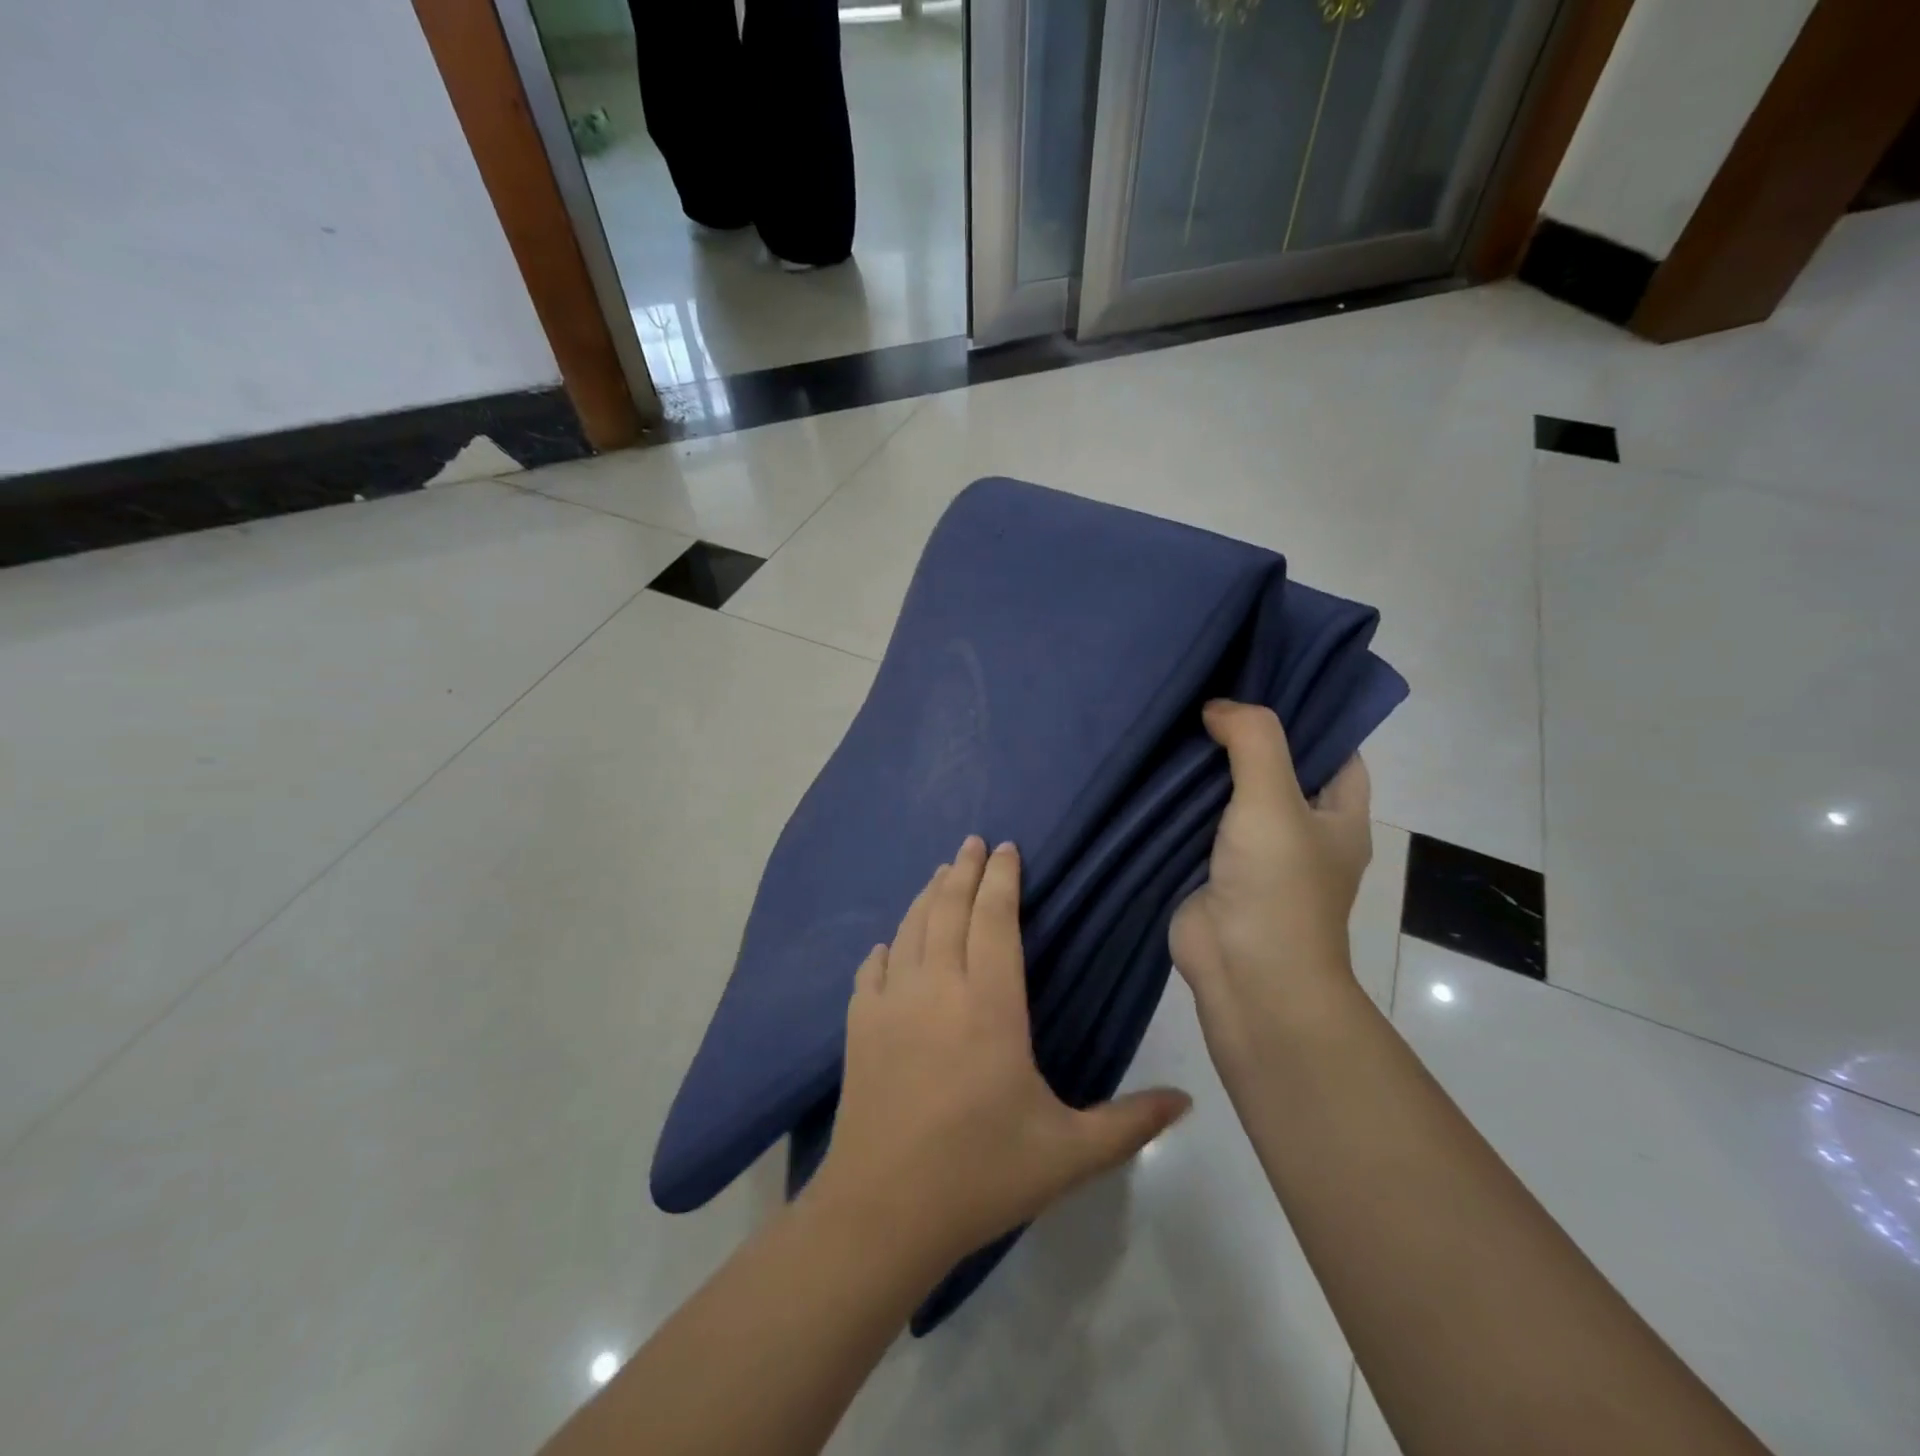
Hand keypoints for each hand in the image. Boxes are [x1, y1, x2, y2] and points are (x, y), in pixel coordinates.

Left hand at [813, 836, 1191, 1270]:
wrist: (883, 1211)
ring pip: (910, 929)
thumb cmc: (981, 1175)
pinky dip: (886, 948)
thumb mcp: (1068, 1154)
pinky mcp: (858, 1026)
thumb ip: (1131, 1123)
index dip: (1002, 879)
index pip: (995, 920)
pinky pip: (871, 970)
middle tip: (974, 842)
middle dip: (964, 870)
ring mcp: (891, 1003)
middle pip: (949, 909)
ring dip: (927, 895)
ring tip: (941, 873)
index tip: (1008, 849)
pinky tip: (890, 945)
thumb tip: (1188, 1100)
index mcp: (989, 1005)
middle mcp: (937, 987)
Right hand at [1170, 701, 1372, 1062]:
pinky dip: (1178, 801)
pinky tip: (1150, 769)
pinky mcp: (1210, 869)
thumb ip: (1253, 740)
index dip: (1305, 714)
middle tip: (1207, 690)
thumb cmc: (1278, 884)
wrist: (1245, 972)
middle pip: (1276, 767)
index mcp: (1337, 814)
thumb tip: (1217, 707)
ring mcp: (1252, 852)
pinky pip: (1195, 824)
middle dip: (1245, 735)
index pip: (1332, 748)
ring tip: (1173, 718)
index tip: (1264, 679)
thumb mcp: (1274, 798)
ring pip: (1230, 795)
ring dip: (1205, 768)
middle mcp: (1299, 830)